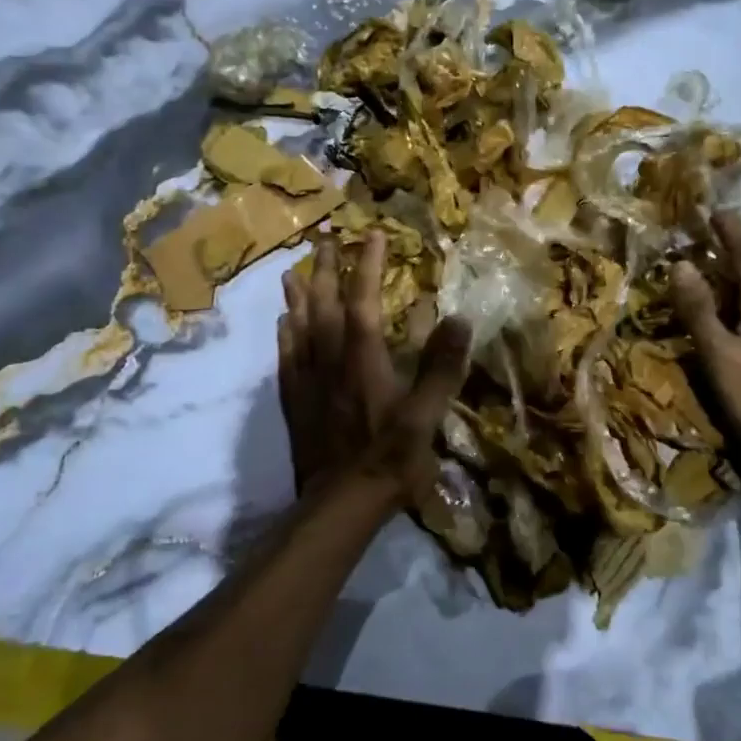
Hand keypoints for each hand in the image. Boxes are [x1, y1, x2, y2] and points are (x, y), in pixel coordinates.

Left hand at [279, 231, 471, 501]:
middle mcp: (330, 361)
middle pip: (325, 306)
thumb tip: (459, 319)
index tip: (371, 234)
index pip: (364, 302)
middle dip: (326, 270)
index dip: (367, 266)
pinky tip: (282, 324)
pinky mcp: (294, 403)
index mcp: (364, 360)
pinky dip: (284, 335)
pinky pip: (285, 359)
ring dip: (298, 297)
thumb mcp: (426, 417)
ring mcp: (307, 382)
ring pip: (299, 328)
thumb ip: (442, 368)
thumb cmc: (389, 460)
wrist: (339, 505)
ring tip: (293, 272)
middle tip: (324, 240)